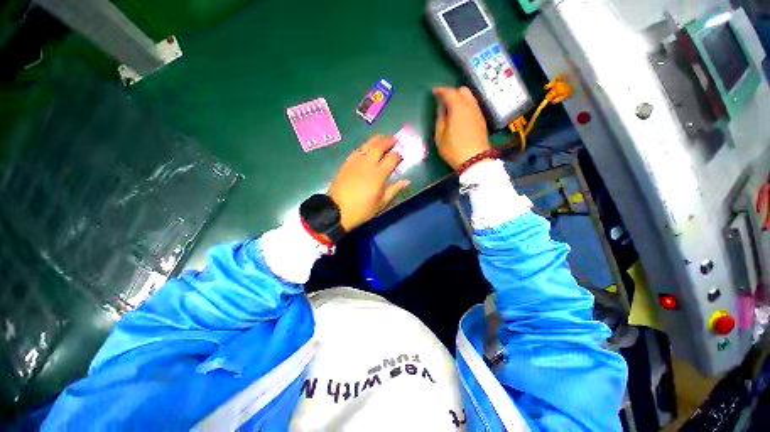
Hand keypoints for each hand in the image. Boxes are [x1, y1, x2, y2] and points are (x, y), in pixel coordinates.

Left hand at [328, 136, 410, 230]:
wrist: (336, 210)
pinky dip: (365, 146)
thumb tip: (407, 181)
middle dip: (388, 141)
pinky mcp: (346, 163)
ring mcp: (355, 161)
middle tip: (394, 140)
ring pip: (367, 144)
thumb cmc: (362, 210)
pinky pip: (358, 149)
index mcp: (378, 174)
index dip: (398, 155)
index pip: (392, 158)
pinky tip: (367, 148)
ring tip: (383, 139)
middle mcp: (367, 163)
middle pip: (379, 145)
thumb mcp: (381, 203)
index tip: (401, 156)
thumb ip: (394, 189)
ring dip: (377, 140)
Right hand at [433, 87, 490, 170]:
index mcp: (458, 108)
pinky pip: (473, 106)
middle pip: (463, 91)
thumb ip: (440, 118)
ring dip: (460, 99)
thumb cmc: (453, 149)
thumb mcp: (440, 136)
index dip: (440, 90)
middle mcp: (470, 106)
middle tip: (443, 101)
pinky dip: (466, 105)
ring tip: (451, 108)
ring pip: (470, 97)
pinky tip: (460, 115)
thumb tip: (441, 107)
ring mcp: (478, 112)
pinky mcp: (482, 120)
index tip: (434, 92)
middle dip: (452, 92)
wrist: (475, 160)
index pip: (449, 92)